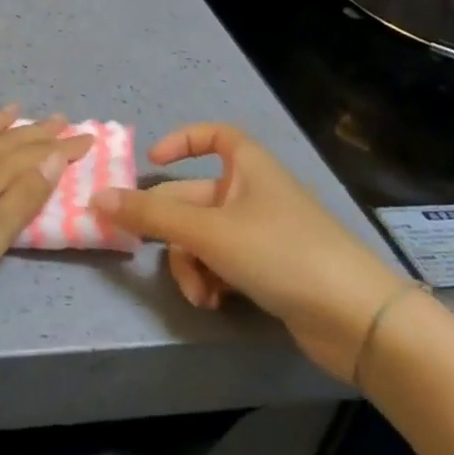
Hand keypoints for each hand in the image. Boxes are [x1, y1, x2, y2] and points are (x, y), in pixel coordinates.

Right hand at [93, 123, 404, 379]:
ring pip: (204, 237)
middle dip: (172, 231)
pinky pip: (223, 263)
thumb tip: (96, 199)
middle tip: (145, 253)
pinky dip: (212, 279)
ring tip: (199, 293)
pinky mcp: (270, 270)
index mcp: (247, 167)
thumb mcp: (208, 232)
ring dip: (191, 264)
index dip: (182, 141)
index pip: (214, 135)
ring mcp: (263, 233)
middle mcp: (253, 193)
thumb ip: (150, 217)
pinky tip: (215, 302)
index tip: (153, 162)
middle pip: (195, 199)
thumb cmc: (280, 252)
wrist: (357, 319)